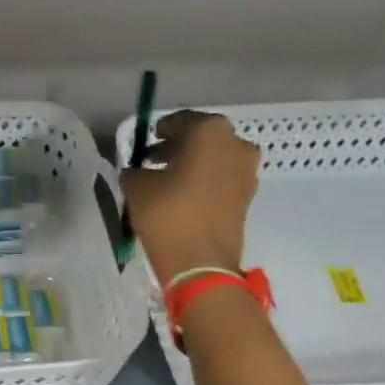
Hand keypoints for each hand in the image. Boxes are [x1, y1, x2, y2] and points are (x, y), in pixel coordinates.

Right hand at [120, 111, 261, 287]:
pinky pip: (222, 179)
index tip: (147, 141)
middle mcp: (236, 144)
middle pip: (202, 138)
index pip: (181, 121)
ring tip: (167, 180)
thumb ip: (135, 170)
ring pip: (214, 158)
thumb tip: (139, 171)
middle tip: (154, 160)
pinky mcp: (248, 196)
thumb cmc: (167, 215)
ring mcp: (247, 171)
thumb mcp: (137, 187)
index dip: (161, 130)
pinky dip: (204, 181)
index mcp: (210, 131)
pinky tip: (183, 196)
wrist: (201, 263)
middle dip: (178, 146)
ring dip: (193, 164)